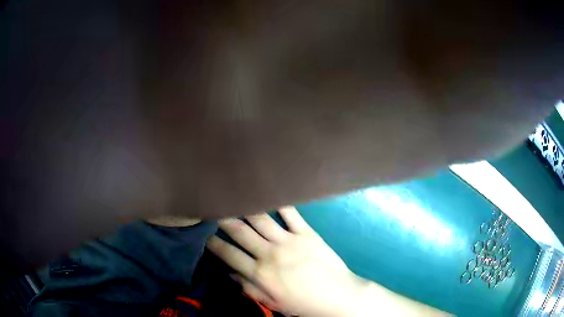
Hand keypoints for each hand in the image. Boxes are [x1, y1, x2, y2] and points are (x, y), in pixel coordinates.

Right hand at [206, 206, 362, 316]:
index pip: (229, 254)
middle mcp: (270, 253)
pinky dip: (279, 202)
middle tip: (214, 209)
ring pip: (260, 219)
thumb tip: (230, 273)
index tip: (206, 236)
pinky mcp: (306, 232)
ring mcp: (289, 240)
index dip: (214, 243)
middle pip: (239, 231)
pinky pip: (290, 213)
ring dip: (244, 206)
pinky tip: (269, 191)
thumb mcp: (273, 303)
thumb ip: (250, 288)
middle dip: (223, 218)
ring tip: (234, 196)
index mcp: (260, 273)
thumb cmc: (304, 303)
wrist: (338, 296)